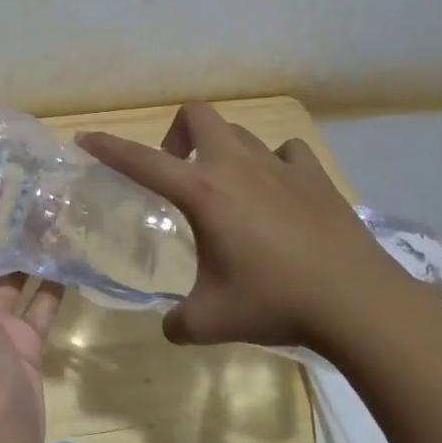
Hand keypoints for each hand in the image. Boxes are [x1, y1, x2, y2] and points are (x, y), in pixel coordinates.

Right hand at [84, 104, 441, 442]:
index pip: (141, 161)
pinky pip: (285, 153)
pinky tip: (277, 193)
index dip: (109, 148)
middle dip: (176, 134)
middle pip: (197, 115)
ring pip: (239, 132)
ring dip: (221, 150)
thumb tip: (170, 327)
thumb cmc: (274, 302)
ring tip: (225, 189)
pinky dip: (273, 165)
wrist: (356, 301)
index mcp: (203, 192)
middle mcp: (236, 166)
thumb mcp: (210, 320)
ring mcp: (280, 166)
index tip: (85, 139)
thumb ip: (177, 322)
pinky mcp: (315, 177)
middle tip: (177, 173)